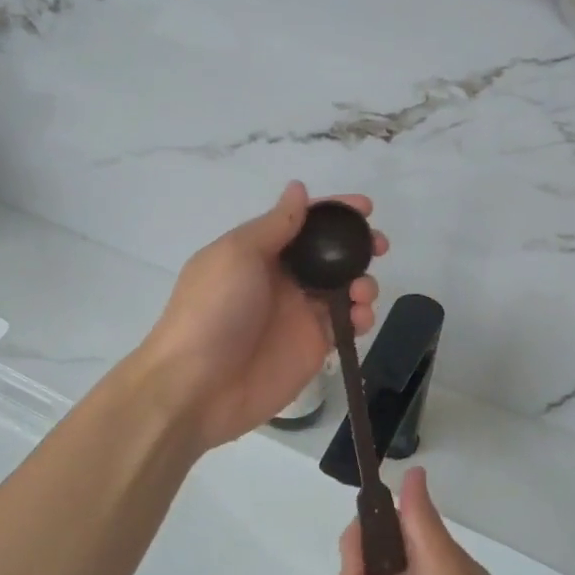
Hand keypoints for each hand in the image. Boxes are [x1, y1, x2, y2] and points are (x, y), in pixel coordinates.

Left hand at [140, 181, 384, 449]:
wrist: (197, 386)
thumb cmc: (213, 310)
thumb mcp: (238, 254)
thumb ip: (276, 224)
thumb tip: (298, 188)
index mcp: (260, 252)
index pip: (303, 222)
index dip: (334, 212)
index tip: (365, 207)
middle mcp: (283, 279)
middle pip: (330, 254)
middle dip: (357, 246)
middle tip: (378, 246)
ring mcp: (300, 314)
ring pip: (344, 288)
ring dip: (363, 281)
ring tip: (362, 290)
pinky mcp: (314, 347)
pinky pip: (347, 325)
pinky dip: (362, 316)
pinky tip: (361, 317)